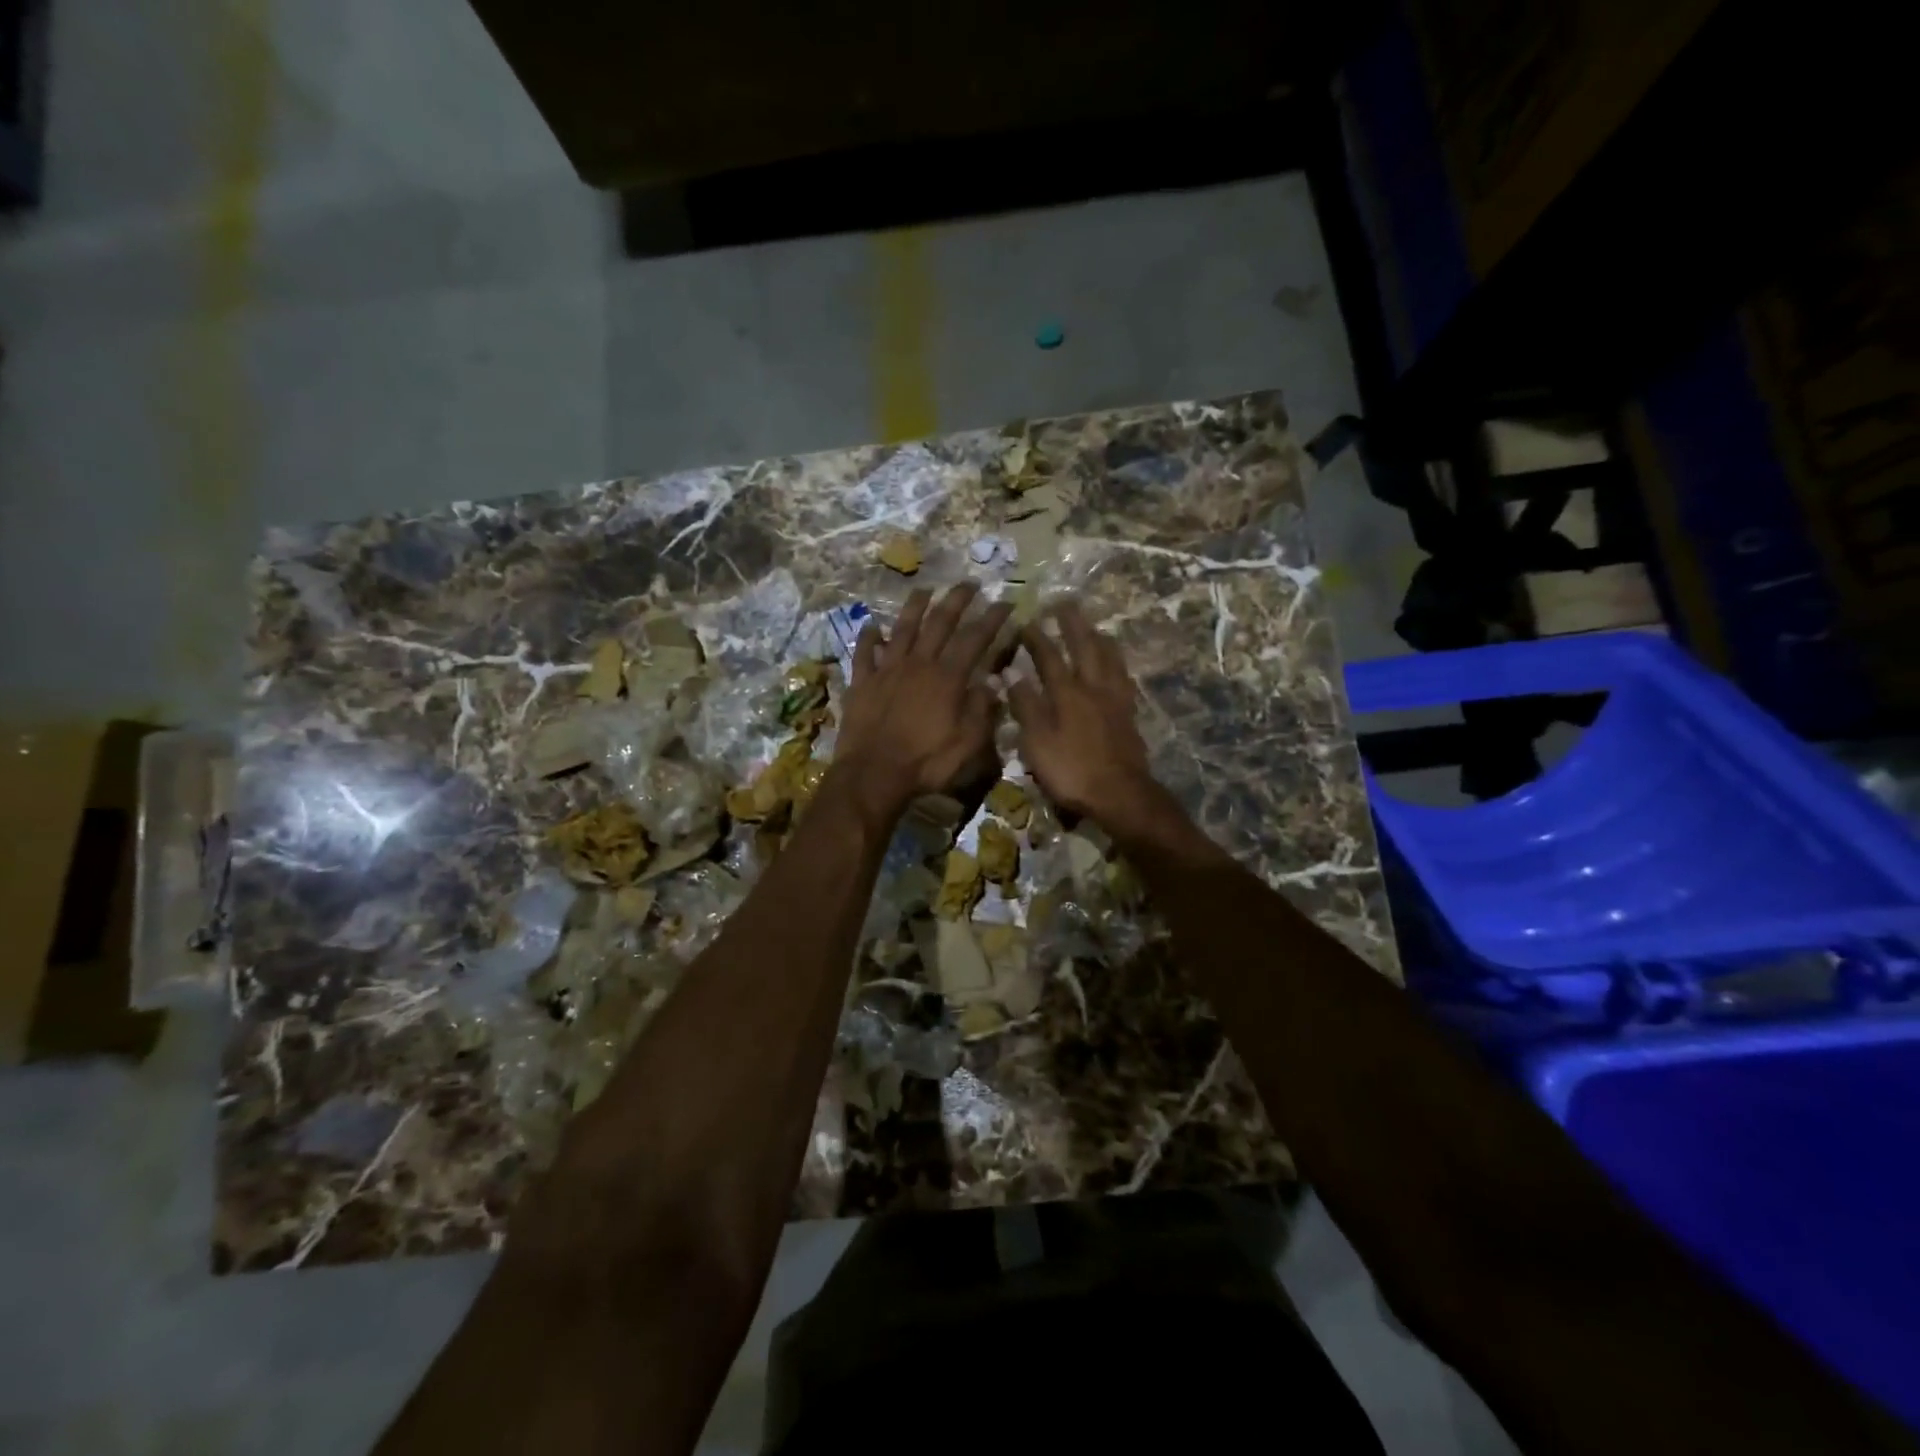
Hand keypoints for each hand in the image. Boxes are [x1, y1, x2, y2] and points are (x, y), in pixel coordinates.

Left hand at [833, 583, 1013, 817]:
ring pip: (902, 629)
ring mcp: (887, 670)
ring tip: (924, 590)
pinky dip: (868, 637)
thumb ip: (981, 711)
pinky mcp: (862, 682)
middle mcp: (918, 664)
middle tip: (968, 583)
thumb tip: (991, 684)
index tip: (1006, 602)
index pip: (975, 639)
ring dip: (915, 607)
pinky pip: (864, 653)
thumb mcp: (967, 744)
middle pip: (939, 623)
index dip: (992, 619)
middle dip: (956, 600)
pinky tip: (872, 626)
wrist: (873, 774)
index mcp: (947, 678)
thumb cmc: (926, 763)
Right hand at [1008, 601, 1156, 825]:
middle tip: (1065, 603)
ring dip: (1099, 638)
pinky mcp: (1129, 715)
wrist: (1120, 794)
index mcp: (1067, 693)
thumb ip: (1025, 706)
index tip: (1026, 620)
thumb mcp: (1037, 742)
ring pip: (1109, 659)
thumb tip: (1011, 674)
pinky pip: (1123, 678)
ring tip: (1094, 626)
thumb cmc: (1072, 771)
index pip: (1049, 657)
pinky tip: (1116, 666)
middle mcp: (1093, 688)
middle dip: (1072, 624)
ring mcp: (1116, 700)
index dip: (1036, 638)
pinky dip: (1117, 663)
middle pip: (1085, 647)